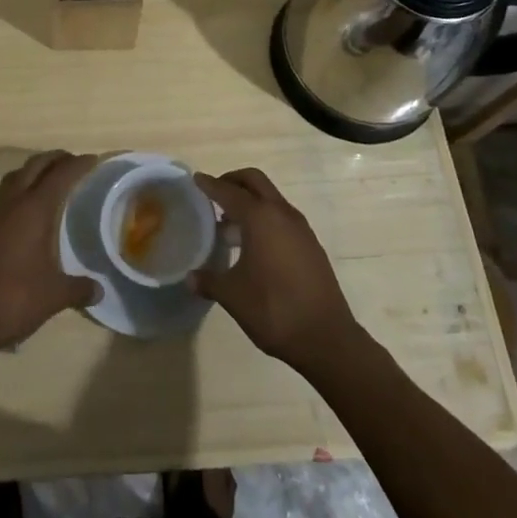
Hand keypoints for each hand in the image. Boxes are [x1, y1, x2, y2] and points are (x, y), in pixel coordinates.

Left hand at [0, 151, 100, 357]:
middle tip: (73, 161)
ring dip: (33, 169)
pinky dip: (19, 189)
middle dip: (55, 158)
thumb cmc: (13, 299)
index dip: (78, 164)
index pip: (60, 176)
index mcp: (33, 211)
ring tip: (49, 177)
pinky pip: (4, 195)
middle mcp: (12, 204)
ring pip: (15, 177)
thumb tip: (99, 290)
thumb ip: (79, 288)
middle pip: (34, 166)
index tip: (93, 159)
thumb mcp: (53, 296)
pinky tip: (26, 210)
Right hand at [190, 168, 359, 372]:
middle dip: (233, 181)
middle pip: (254, 181)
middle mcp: (281, 213)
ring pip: (270, 198)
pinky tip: (254, 245)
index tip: (196, 179)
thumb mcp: (233, 296)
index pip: (229, 192)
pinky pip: (282, 217)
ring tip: (229, 224)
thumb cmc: (273, 310)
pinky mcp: (311, 244)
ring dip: (250, 201)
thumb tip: (190, 277)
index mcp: (260, 217)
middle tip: (214, 194)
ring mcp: (300, 228)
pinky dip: (265, 218)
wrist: (326, 338)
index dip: (210, 185)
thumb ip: (209, 281)